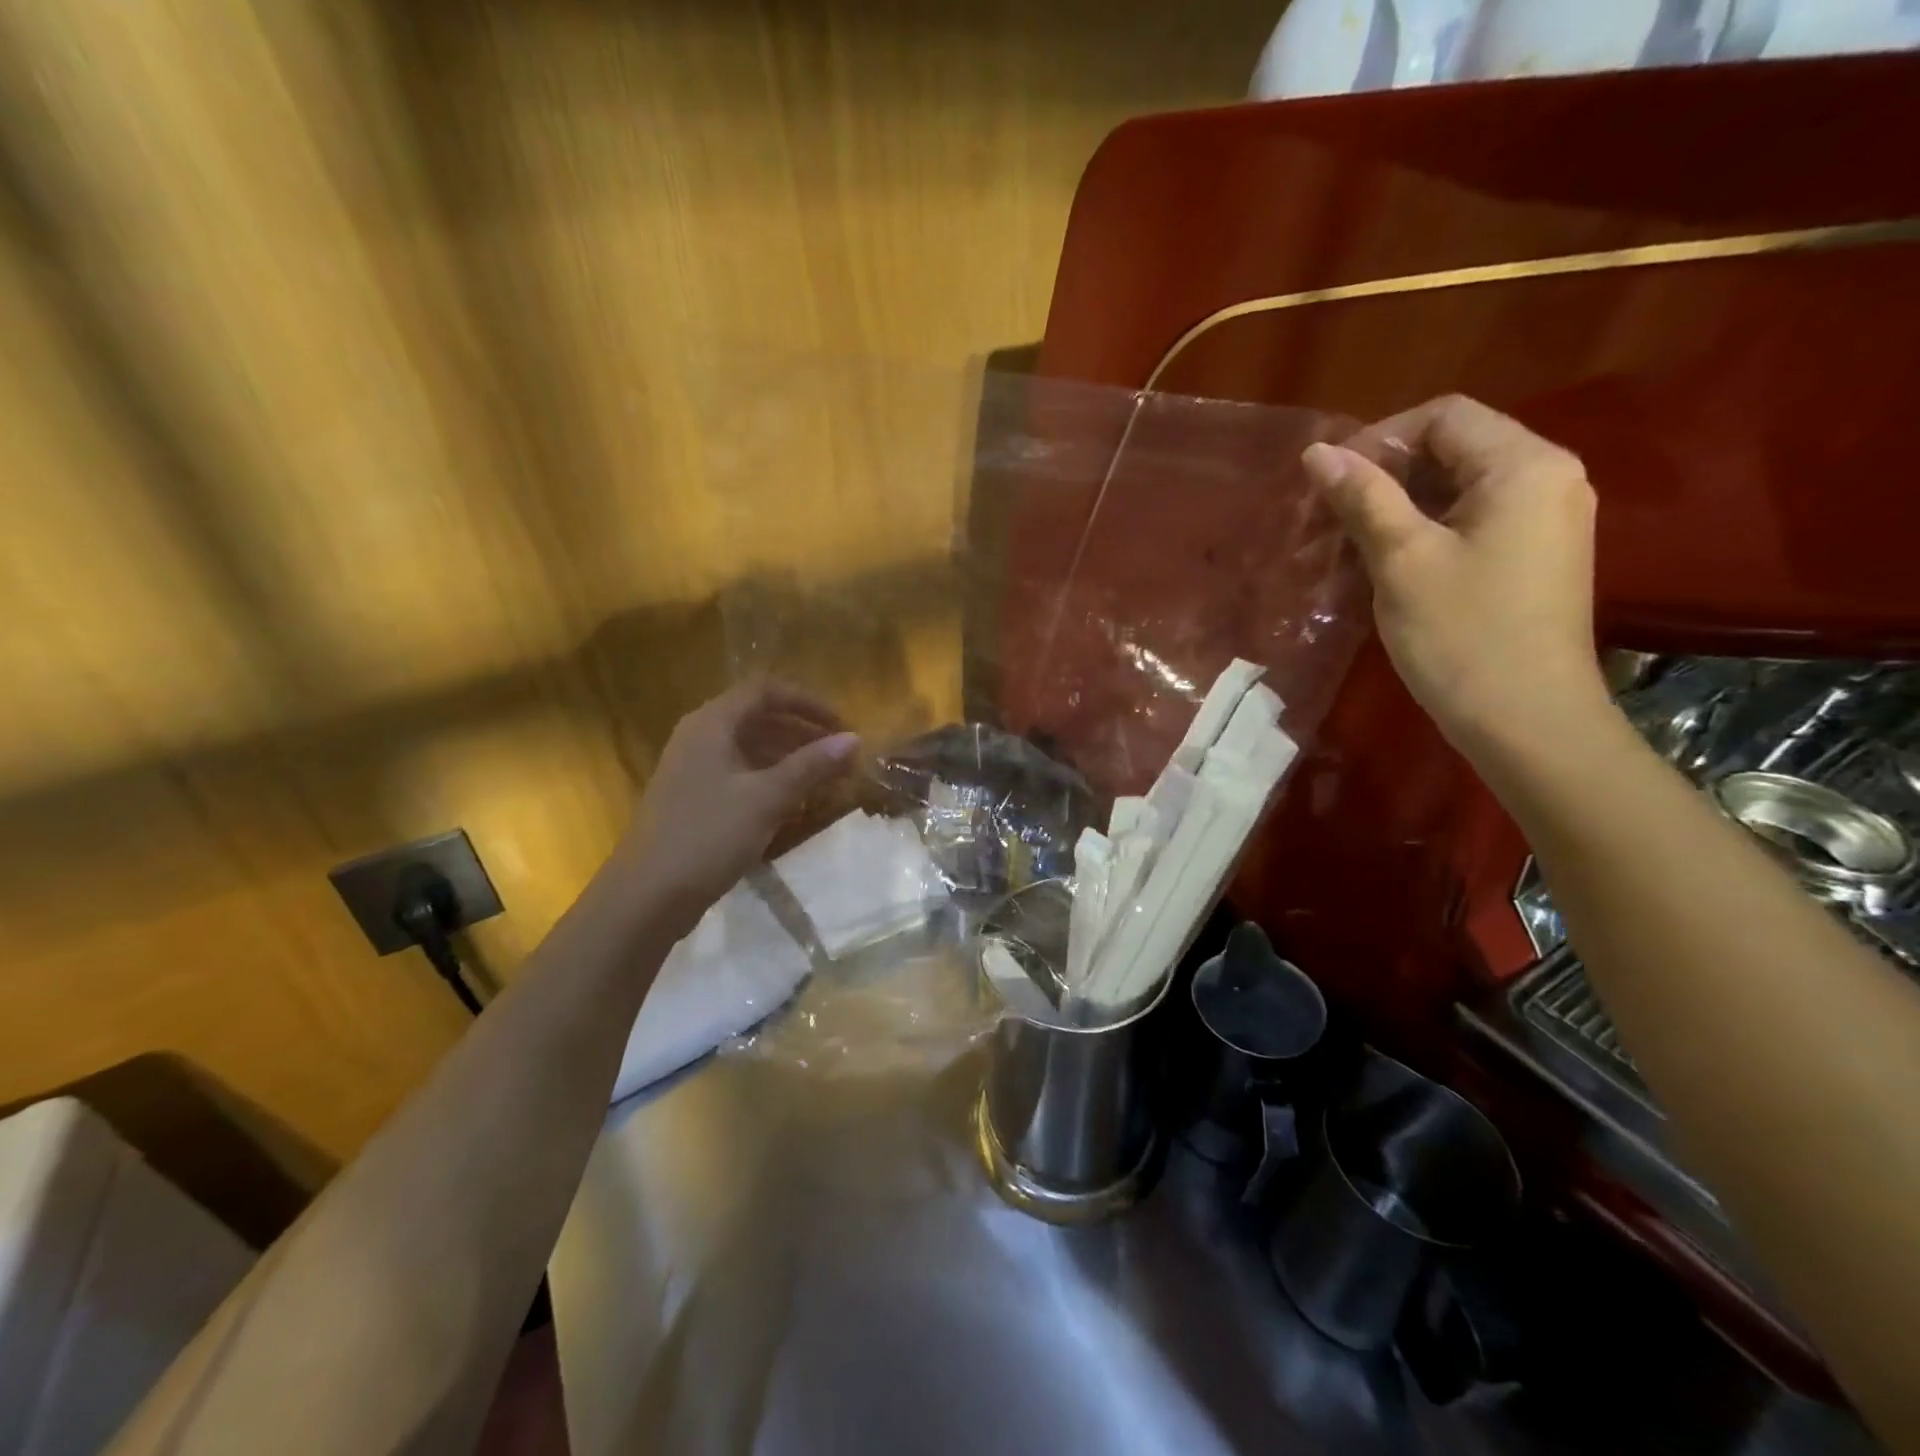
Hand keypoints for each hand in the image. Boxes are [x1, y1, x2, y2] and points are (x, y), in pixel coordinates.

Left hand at [611, 681, 859, 935]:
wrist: (647, 896)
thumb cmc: (708, 835)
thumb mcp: (767, 798)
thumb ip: (811, 765)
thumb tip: (852, 738)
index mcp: (712, 723)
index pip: (765, 691)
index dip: (807, 702)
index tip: (841, 725)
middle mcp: (699, 737)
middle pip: (758, 717)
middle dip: (802, 731)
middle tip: (839, 753)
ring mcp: (693, 768)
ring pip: (750, 747)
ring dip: (789, 757)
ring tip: (825, 778)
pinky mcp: (693, 798)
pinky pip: (740, 774)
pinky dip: (770, 779)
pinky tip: (793, 802)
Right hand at [1301, 395, 1610, 757]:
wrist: (1526, 721)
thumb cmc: (1462, 634)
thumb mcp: (1402, 559)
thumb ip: (1363, 497)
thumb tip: (1318, 451)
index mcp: (1523, 466)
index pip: (1443, 416)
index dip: (1378, 440)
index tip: (1329, 486)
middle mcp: (1544, 480)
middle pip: (1448, 452)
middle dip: (1378, 481)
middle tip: (1322, 525)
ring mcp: (1541, 522)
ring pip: (1452, 493)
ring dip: (1390, 514)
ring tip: (1337, 555)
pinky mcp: (1529, 559)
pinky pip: (1466, 526)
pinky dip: (1417, 537)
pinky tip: (1375, 571)